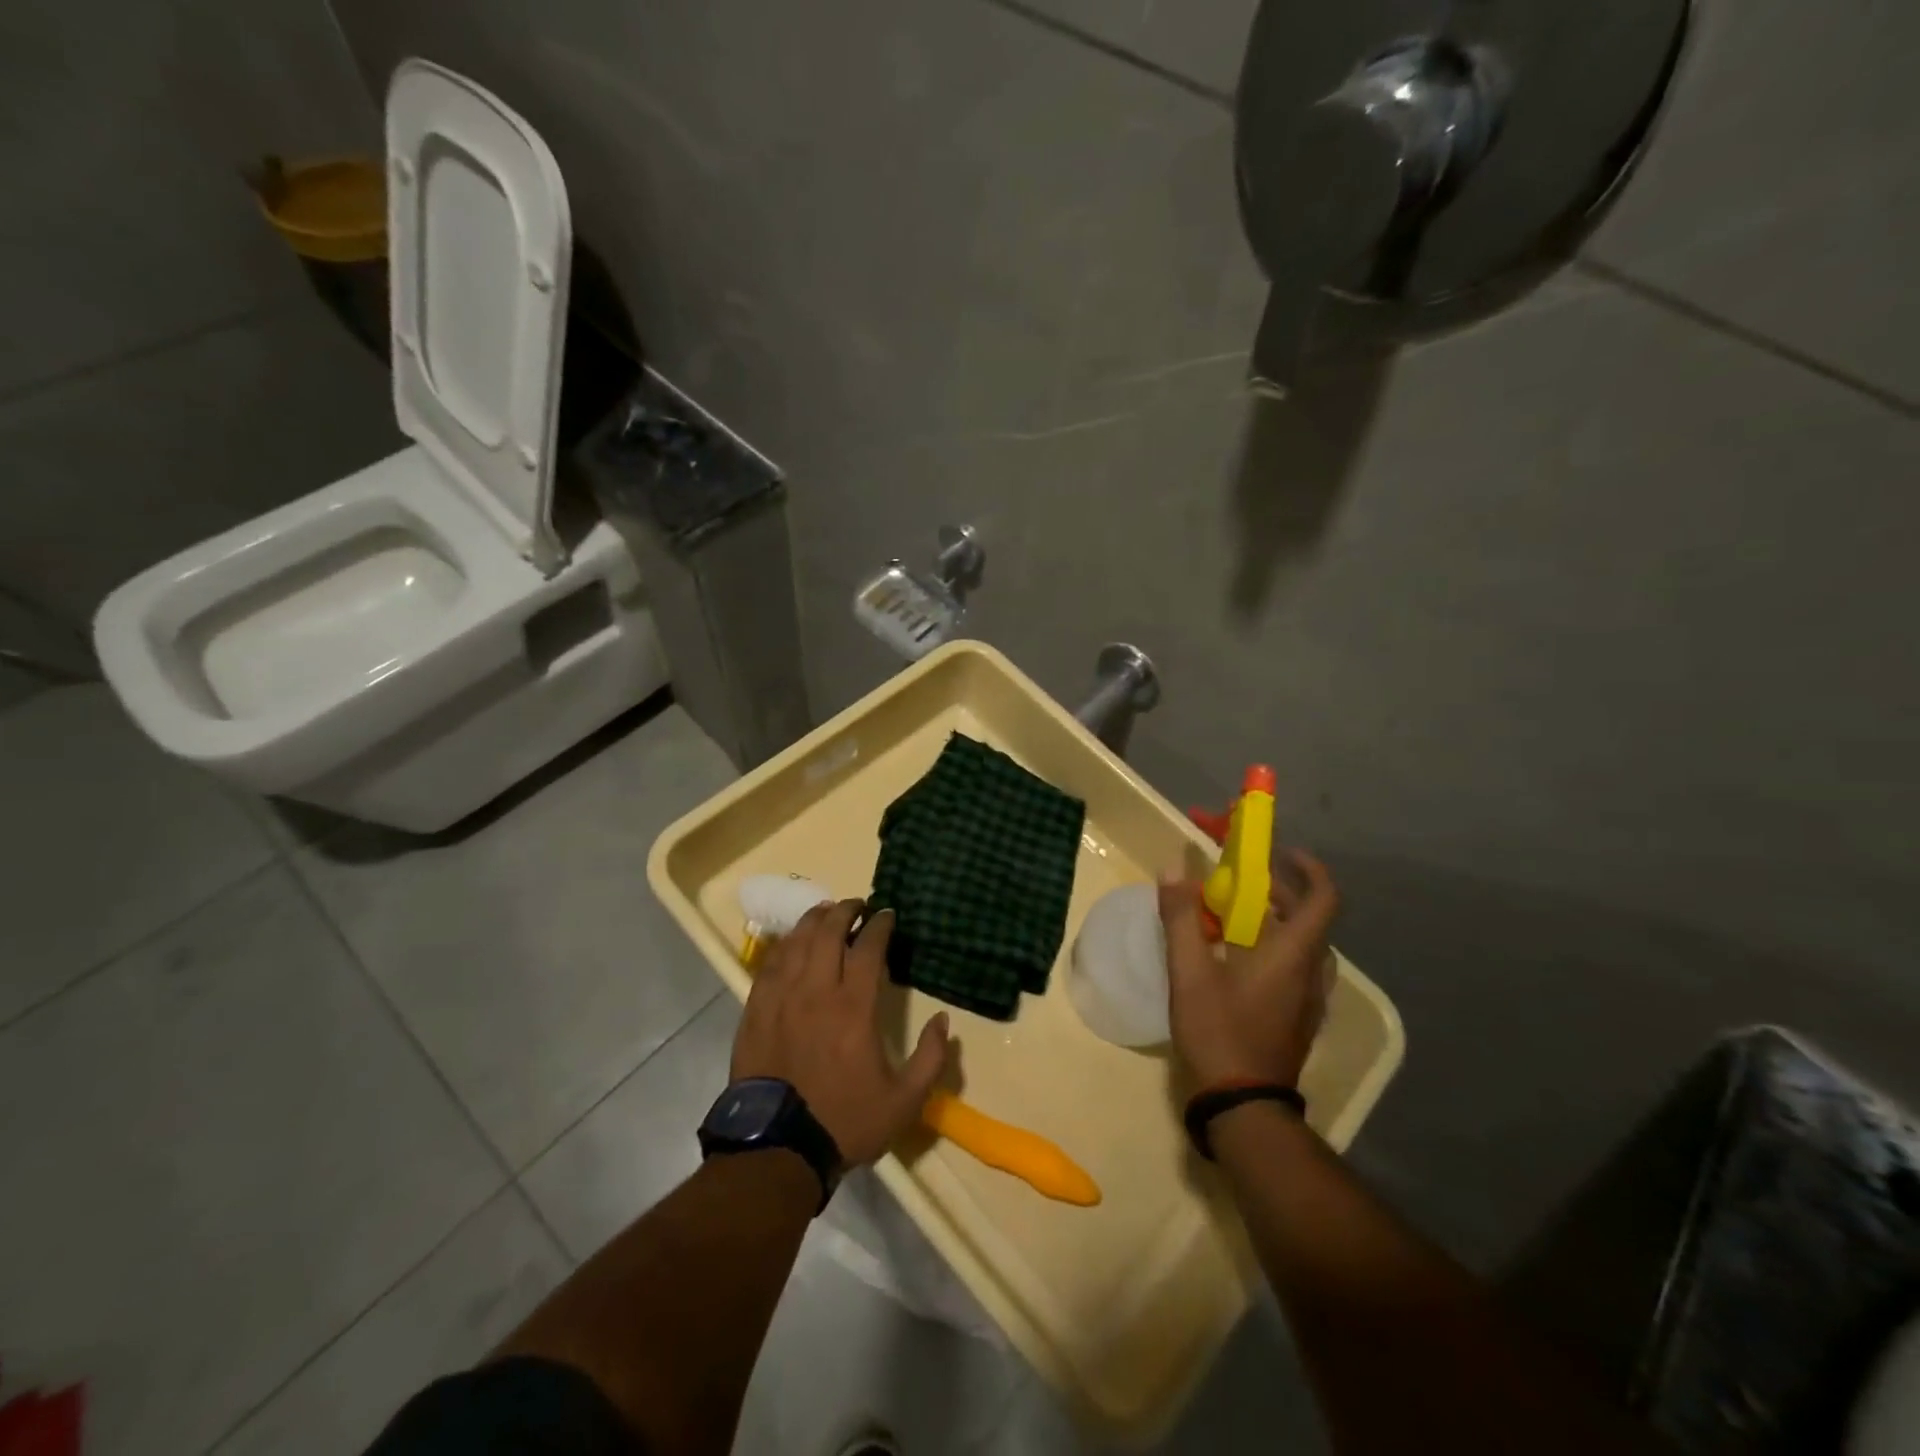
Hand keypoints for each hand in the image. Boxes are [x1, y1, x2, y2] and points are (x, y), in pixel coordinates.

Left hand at [732, 899, 951, 1167]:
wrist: (778, 1148)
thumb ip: (930, 1058)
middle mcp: (816, 991)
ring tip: (825, 913)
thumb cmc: (845, 1121)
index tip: (888, 915)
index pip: (868, 947)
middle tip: (857, 905)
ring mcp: (781, 998)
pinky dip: (785, 945)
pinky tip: (792, 942)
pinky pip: (769, 964)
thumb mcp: (904, 1101)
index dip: (880, 925)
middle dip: (845, 911)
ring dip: (813, 920)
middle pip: (827, 933)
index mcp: (853, 1007)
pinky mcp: (756, 1010)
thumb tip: (943, 1020)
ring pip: (796, 942)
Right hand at [1158, 851, 1338, 1089]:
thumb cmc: (1219, 1031)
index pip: (1323, 899)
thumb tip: (1172, 870)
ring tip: (1232, 917)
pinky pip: (1293, 967)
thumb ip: (1181, 918)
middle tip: (1240, 882)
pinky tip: (1234, 959)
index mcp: (1293, 954)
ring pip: (1300, 944)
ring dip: (1274, 920)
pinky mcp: (1298, 1018)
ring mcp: (1308, 999)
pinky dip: (1272, 947)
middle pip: (1308, 918)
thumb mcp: (1189, 972)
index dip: (1309, 869)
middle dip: (1277, 891)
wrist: (1243, 1105)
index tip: (1282, 853)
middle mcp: (1311, 972)